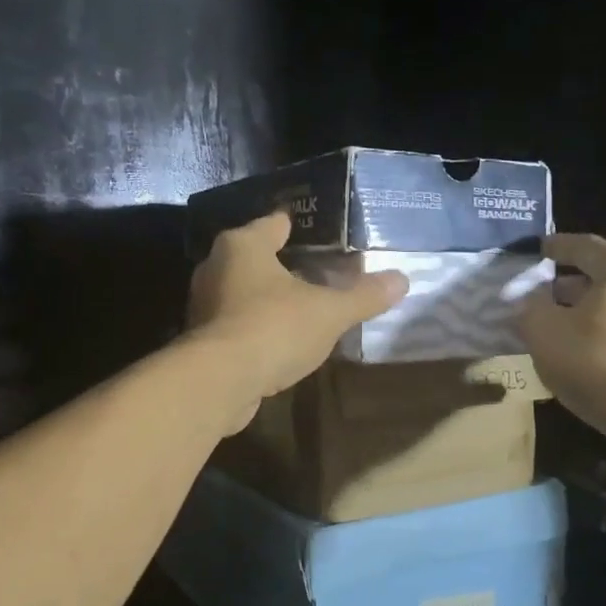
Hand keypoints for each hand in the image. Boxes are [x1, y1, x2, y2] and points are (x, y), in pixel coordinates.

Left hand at [187, 212, 408, 432]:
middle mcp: (216, 267)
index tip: (317, 231)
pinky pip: (236, 321)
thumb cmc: (274, 327)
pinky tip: (279, 337)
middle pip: (255, 256)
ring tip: (301, 303)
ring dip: (268, 296)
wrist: (219, 382)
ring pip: (243, 290)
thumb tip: (402, 280)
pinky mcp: (203, 339)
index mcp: (243, 245)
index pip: (273, 223)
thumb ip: (364, 295)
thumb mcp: (329, 311)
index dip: (296, 226)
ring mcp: (204, 304)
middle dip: (283, 262)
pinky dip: (257, 325)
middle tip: (317, 268)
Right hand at [519, 234, 605, 472]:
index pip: (585, 246)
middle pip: (603, 280)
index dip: (556, 247)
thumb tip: (531, 303)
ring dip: (585, 318)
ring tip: (555, 333)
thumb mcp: (544, 331)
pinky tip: (581, 362)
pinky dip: (602, 343)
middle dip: (567, 288)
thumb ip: (530, 309)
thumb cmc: (600, 361)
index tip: (537, 250)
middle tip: (538, 298)